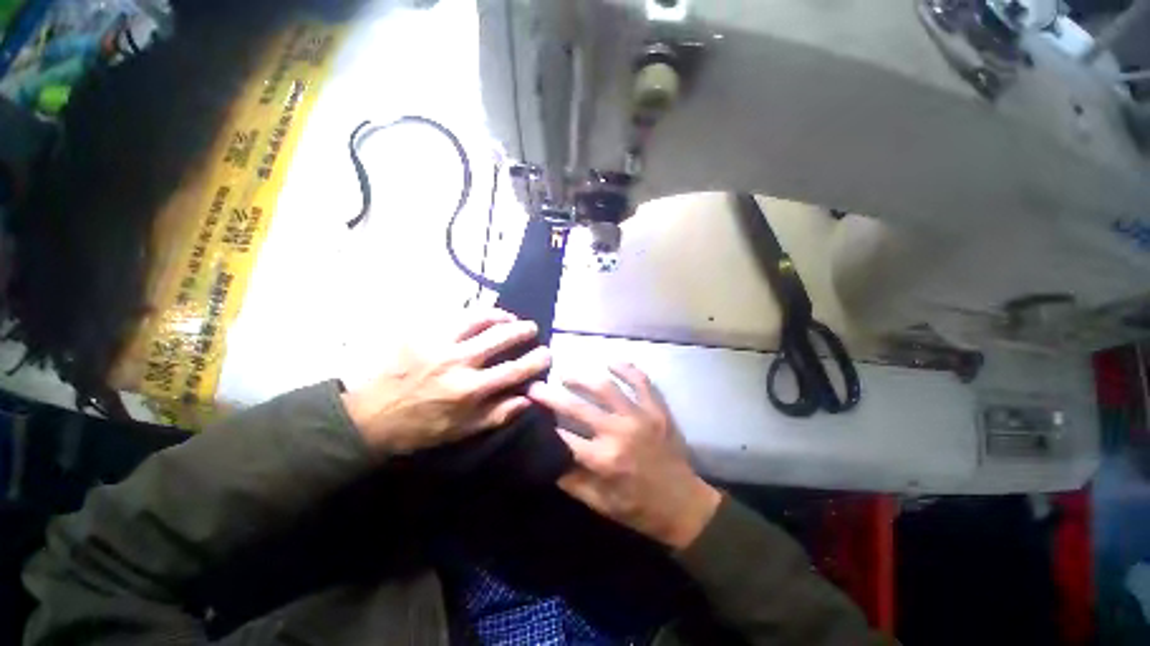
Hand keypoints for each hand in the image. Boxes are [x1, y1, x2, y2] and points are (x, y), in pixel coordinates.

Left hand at [342, 309, 550, 455]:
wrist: (369, 416)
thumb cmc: (420, 427)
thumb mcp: (462, 431)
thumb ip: (498, 414)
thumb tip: (528, 398)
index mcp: (469, 389)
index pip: (514, 369)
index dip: (536, 359)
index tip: (546, 353)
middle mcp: (458, 361)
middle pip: (500, 337)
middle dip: (522, 330)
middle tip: (531, 328)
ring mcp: (438, 343)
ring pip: (478, 318)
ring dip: (499, 315)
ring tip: (508, 317)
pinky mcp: (421, 332)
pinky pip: (452, 314)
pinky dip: (472, 312)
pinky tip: (479, 315)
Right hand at [528, 363, 721, 549]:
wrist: (684, 504)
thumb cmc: (638, 508)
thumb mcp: (600, 504)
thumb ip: (571, 481)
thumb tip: (546, 456)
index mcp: (603, 460)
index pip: (563, 437)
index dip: (542, 424)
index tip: (528, 411)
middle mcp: (619, 432)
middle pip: (577, 407)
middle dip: (551, 395)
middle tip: (535, 386)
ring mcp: (640, 416)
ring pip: (605, 387)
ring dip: (582, 378)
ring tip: (566, 373)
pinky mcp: (657, 409)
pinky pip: (641, 381)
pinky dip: (626, 368)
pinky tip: (611, 361)